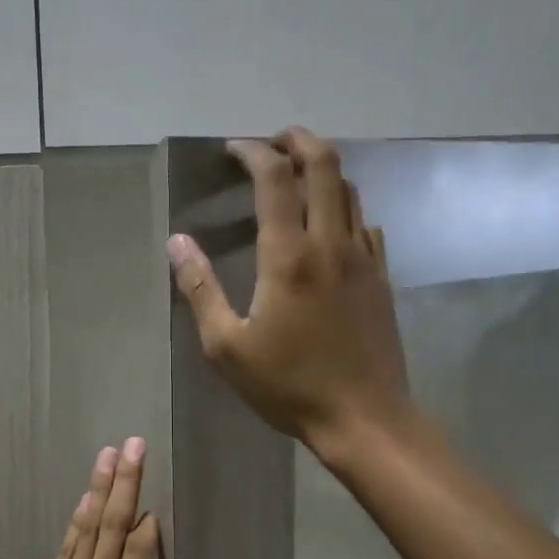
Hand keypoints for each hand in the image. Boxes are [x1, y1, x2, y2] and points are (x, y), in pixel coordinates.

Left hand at [0, 439, 217, 558]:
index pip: (141, 553)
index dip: (149, 523)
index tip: (157, 501)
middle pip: (114, 526)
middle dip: (127, 483)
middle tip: (135, 444)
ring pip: (88, 527)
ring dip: (100, 488)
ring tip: (110, 453)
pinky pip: (65, 547)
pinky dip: (76, 519)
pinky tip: (85, 498)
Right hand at [167, 128, 413, 454]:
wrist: (363, 417)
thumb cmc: (288, 386)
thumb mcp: (226, 346)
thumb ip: (200, 289)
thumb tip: (177, 242)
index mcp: (288, 256)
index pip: (275, 179)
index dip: (253, 152)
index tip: (233, 149)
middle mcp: (331, 243)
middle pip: (325, 164)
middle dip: (296, 140)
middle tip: (271, 144)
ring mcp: (363, 257)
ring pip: (350, 189)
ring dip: (322, 170)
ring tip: (295, 177)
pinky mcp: (380, 276)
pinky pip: (364, 222)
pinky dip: (343, 206)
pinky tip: (327, 226)